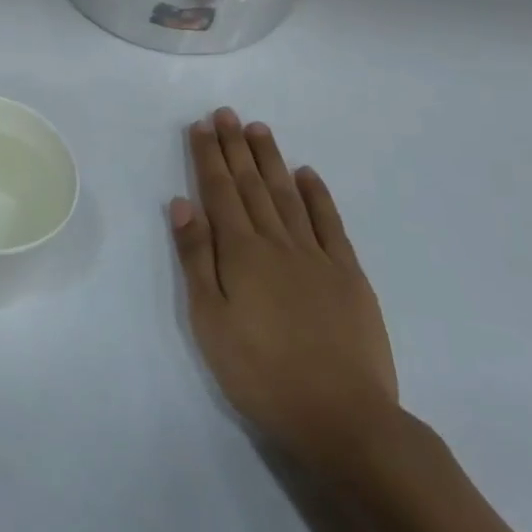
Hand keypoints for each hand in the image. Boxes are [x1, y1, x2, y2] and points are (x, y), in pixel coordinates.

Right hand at [169, 108, 401, 477]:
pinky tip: (308, 175)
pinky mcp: (349, 276)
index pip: (219, 191)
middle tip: (226, 113)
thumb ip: (196, 258)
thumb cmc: (260, 372)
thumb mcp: (210, 319)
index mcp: (240, 252)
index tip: (201, 125)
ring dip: (271, 160)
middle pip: (252, 185)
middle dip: (235, 147)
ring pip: (288, 195)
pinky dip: (318, 195)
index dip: (209, 156)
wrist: (342, 417)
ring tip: (259, 129)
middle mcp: (277, 242)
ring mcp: (317, 257)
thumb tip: (183, 203)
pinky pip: (330, 224)